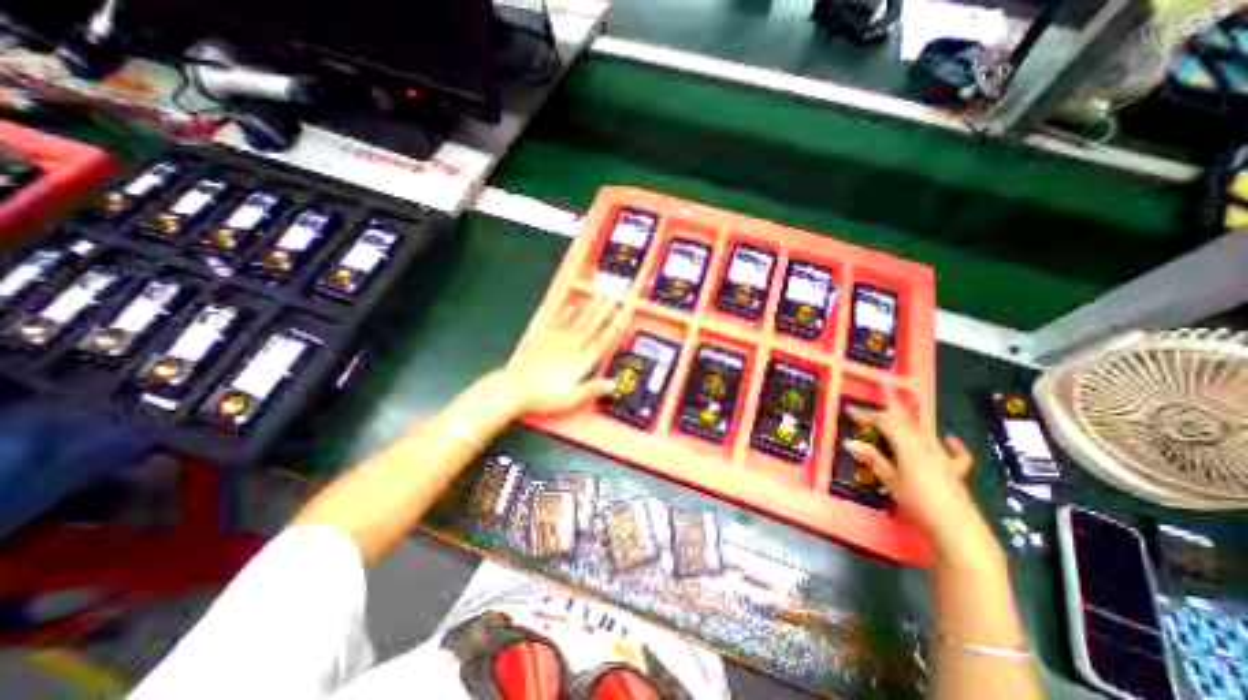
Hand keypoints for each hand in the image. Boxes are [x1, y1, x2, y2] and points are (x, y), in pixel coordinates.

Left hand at [501, 294, 630, 414]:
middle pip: (593, 323)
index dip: (616, 323)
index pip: (604, 338)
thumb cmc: (543, 394)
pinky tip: (572, 305)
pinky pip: (558, 320)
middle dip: (606, 308)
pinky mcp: (544, 338)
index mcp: (581, 360)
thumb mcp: (572, 397)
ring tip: (599, 295)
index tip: (624, 310)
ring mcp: (557, 339)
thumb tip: (612, 384)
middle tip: (616, 295)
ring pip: (578, 319)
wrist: (515, 387)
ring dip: (591, 307)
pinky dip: (567, 311)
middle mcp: (572, 346)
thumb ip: (593, 388)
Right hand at [843, 386, 988, 553]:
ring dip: (911, 418)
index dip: (866, 414)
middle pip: (904, 420)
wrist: (958, 529)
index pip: (884, 422)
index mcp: (908, 446)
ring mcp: (943, 456)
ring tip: (903, 407)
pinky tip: (948, 438)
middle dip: (886, 412)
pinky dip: (951, 443)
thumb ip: (873, 459)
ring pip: (925, 429)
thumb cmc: (919, 504)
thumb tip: (849, 442)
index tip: (850, 409)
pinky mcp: (955, 469)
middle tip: (870, 410)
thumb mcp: (891, 481)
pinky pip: (955, 452)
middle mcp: (926, 445)